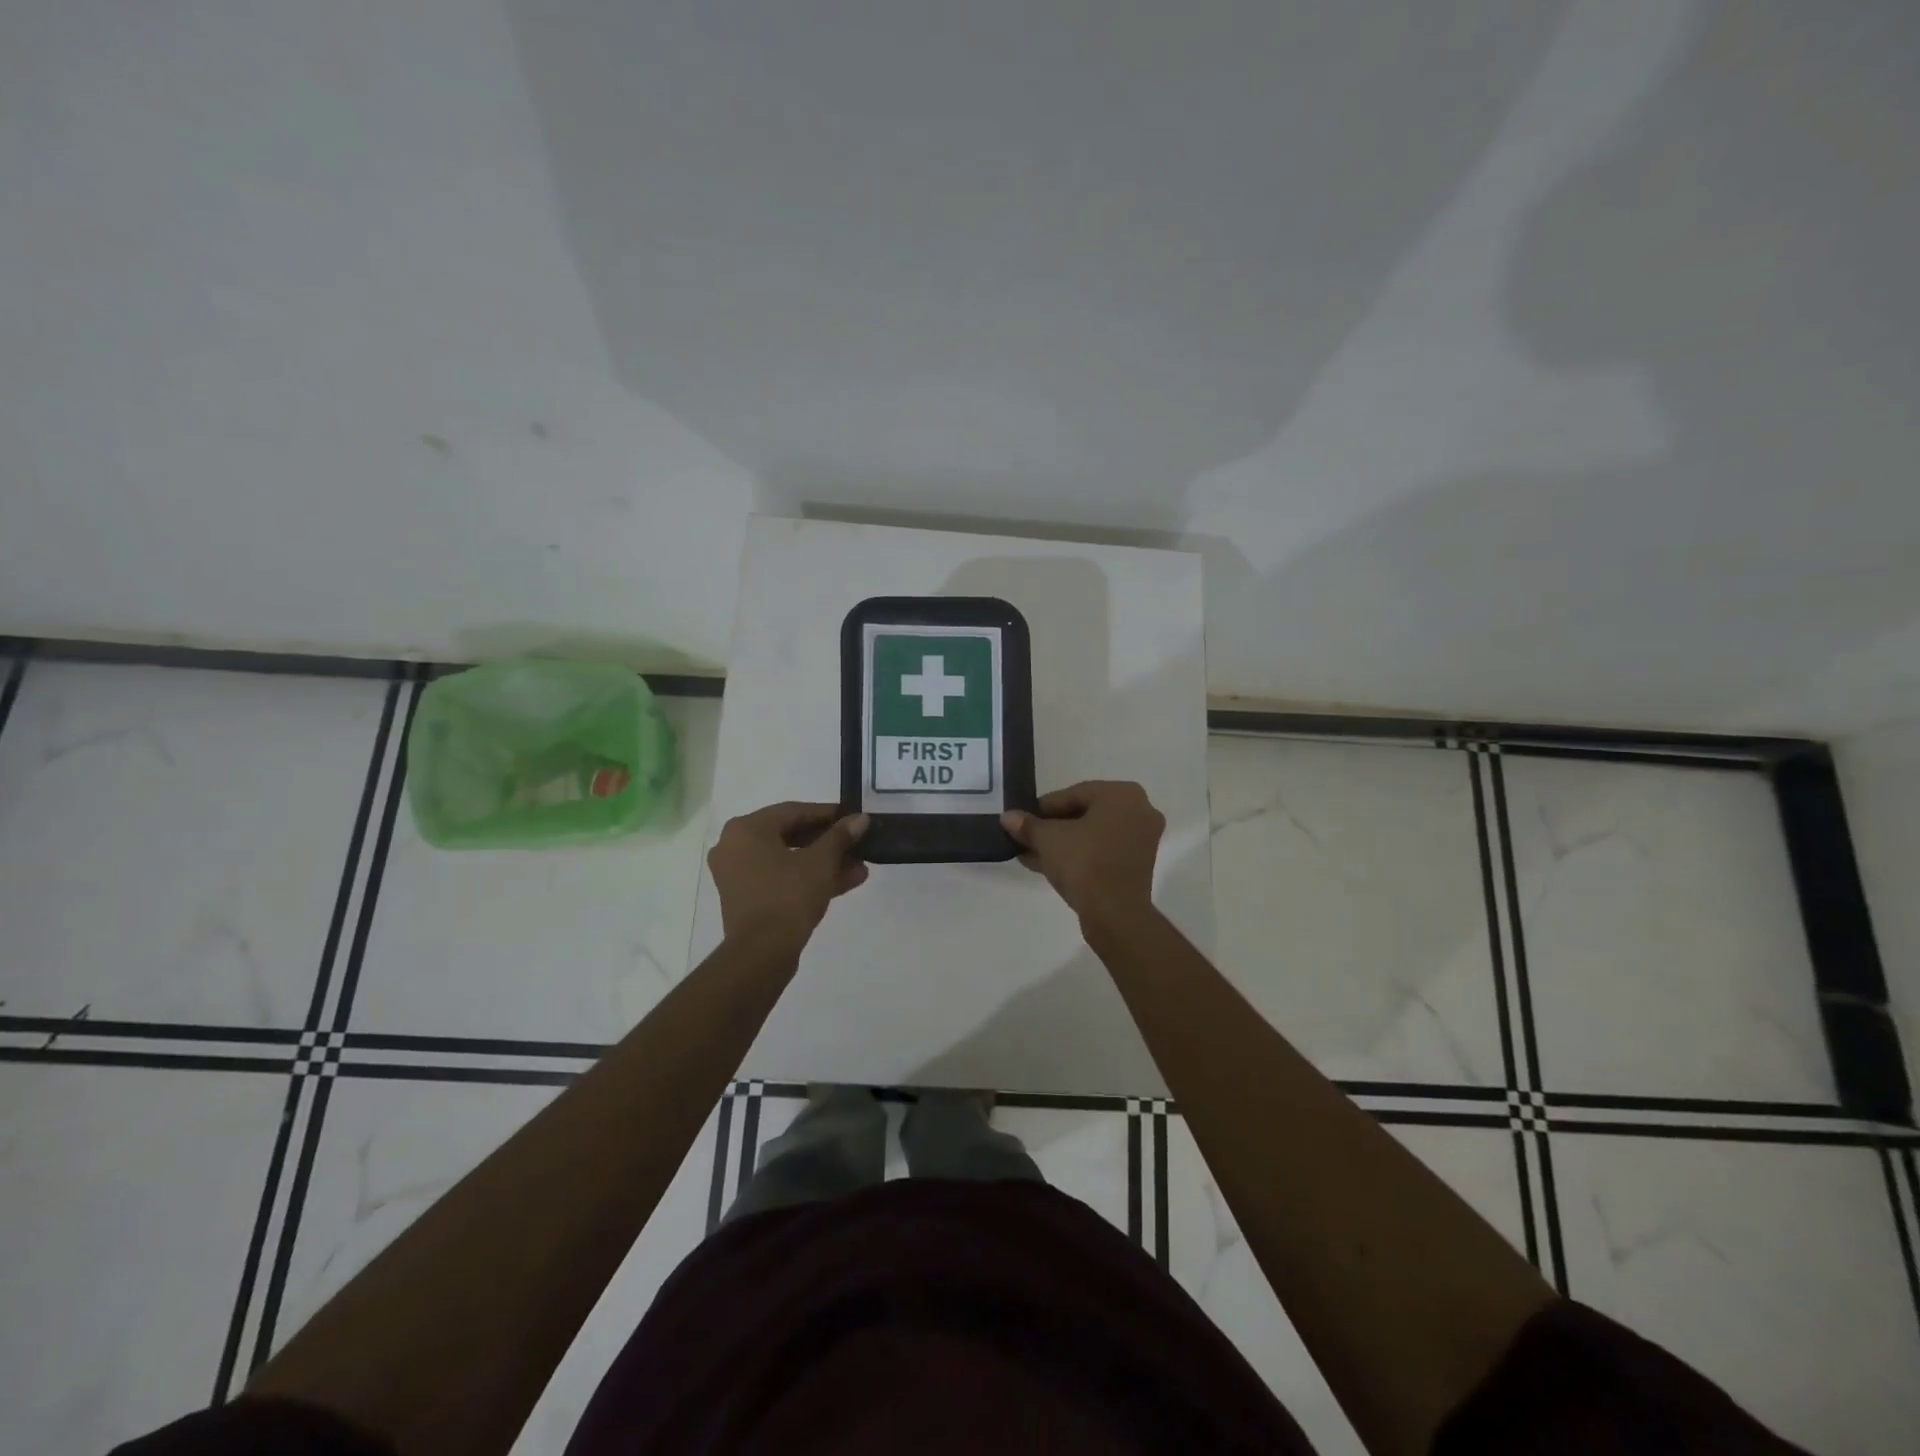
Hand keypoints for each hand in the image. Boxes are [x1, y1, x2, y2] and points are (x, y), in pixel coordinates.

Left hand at [708, 802, 869, 947]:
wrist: (761, 953)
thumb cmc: (788, 896)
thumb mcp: (821, 862)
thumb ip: (840, 836)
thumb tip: (861, 818)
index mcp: (747, 829)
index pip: (794, 811)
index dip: (828, 814)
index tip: (853, 818)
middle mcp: (735, 846)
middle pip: (790, 835)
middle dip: (829, 843)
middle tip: (857, 845)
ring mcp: (738, 874)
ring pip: (788, 860)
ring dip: (824, 863)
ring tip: (859, 868)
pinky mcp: (746, 898)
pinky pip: (780, 878)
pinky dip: (807, 878)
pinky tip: (845, 882)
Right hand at [1001, 780, 1163, 924]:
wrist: (1115, 914)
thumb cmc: (1085, 863)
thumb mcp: (1048, 840)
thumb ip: (1027, 825)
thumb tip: (1008, 817)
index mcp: (1122, 795)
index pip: (1074, 794)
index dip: (1043, 807)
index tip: (1022, 819)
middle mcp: (1139, 811)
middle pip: (1084, 814)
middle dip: (1051, 827)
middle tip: (1025, 837)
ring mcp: (1141, 840)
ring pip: (1092, 835)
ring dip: (1061, 843)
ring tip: (1029, 853)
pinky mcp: (1137, 865)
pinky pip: (1102, 852)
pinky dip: (1078, 856)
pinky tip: (1046, 865)